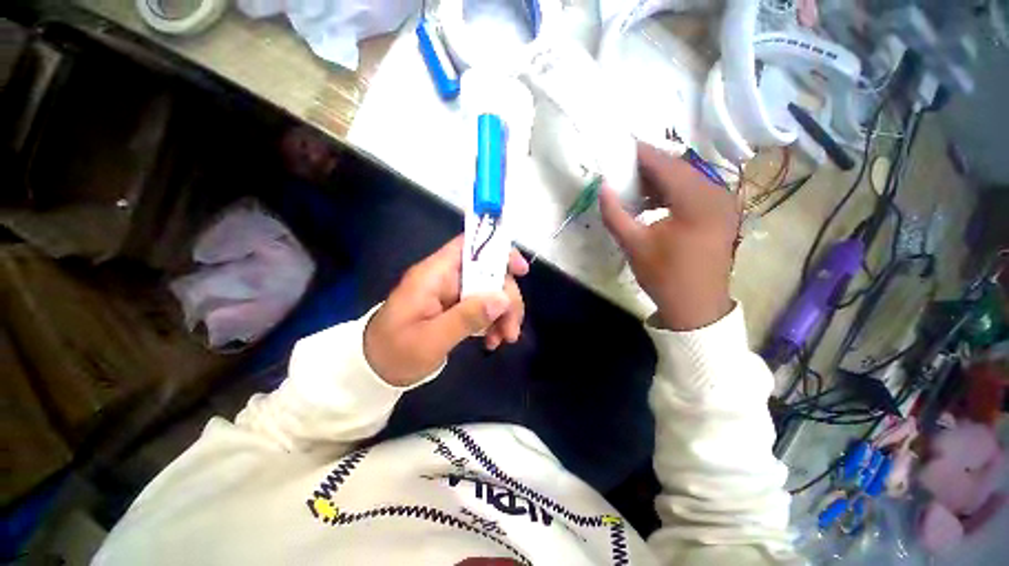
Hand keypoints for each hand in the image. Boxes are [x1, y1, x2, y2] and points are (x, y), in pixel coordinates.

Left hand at [364, 235, 527, 386]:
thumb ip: (466, 317)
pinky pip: (481, 306)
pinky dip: (492, 321)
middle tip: (512, 330)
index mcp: (433, 275)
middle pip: (487, 273)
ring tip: (503, 339)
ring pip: (488, 291)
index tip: (521, 270)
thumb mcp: (431, 339)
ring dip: (502, 313)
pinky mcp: (453, 307)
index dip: (497, 250)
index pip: (468, 246)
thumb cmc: (395, 352)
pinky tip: (492, 341)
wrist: (373, 370)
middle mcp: (444, 278)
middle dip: (506, 298)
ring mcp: (450, 293)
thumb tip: (502, 298)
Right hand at [600, 142, 737, 330]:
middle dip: (650, 166)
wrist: (696, 306)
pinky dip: (671, 192)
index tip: (621, 146)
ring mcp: (722, 204)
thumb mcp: (634, 245)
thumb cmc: (664, 275)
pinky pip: (694, 192)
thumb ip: (615, 214)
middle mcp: (716, 194)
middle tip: (623, 167)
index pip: (666, 165)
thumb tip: (602, 188)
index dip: (642, 154)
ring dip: (660, 180)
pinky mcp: (720, 214)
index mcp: (697, 200)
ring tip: (633, 186)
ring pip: (687, 180)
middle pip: (679, 169)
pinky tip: (653, 202)